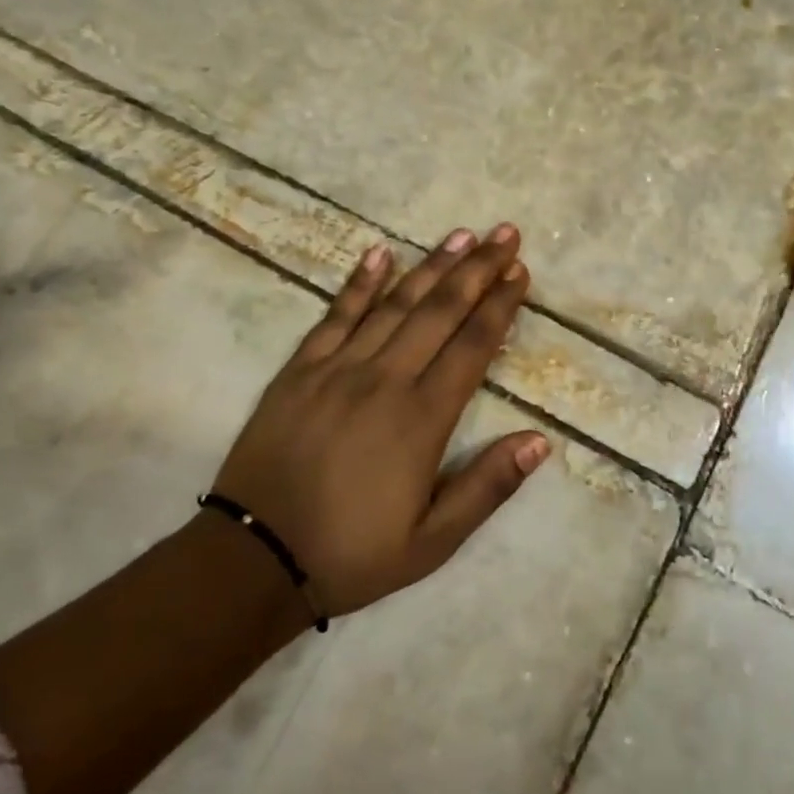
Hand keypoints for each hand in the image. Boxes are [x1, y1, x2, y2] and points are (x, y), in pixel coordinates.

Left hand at [211, 225, 549, 615]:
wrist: (254, 559)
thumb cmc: (352, 553)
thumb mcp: (433, 541)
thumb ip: (487, 487)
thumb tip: (540, 441)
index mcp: (422, 418)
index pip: (472, 346)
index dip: (500, 305)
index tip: (520, 272)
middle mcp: (385, 380)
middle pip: (440, 312)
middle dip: (477, 270)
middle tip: (504, 234)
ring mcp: (338, 369)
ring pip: (394, 304)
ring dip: (431, 266)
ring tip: (461, 235)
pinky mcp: (300, 370)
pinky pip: (335, 316)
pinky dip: (359, 282)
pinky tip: (379, 252)